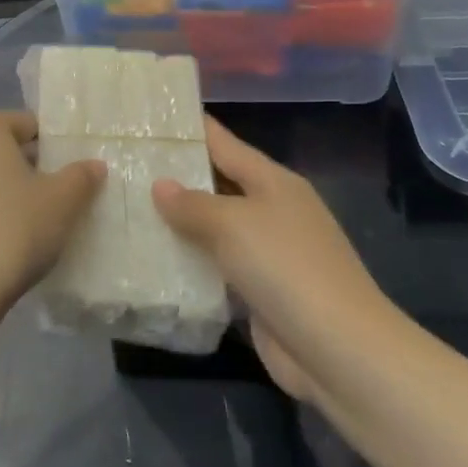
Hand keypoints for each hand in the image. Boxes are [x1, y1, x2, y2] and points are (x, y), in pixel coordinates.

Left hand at [0, 111, 105, 321]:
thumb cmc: (11, 231)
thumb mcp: (62, 203)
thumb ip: (82, 177)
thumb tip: (94, 164)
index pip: (28, 124)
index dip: (54, 148)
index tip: (71, 177)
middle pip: (2, 150)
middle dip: (29, 170)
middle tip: (56, 202)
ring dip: (3, 194)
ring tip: (28, 228)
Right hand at [151, 117, 400, 403]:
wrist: (339, 351)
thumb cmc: (286, 267)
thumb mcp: (232, 224)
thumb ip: (192, 204)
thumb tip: (160, 185)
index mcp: (273, 181)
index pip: (224, 143)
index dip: (191, 128)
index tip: (153, 116)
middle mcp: (273, 211)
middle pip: (218, 184)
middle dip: (177, 176)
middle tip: (127, 164)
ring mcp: (269, 254)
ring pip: (215, 229)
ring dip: (180, 224)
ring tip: (130, 209)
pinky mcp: (261, 293)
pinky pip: (218, 268)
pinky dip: (191, 264)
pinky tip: (154, 260)